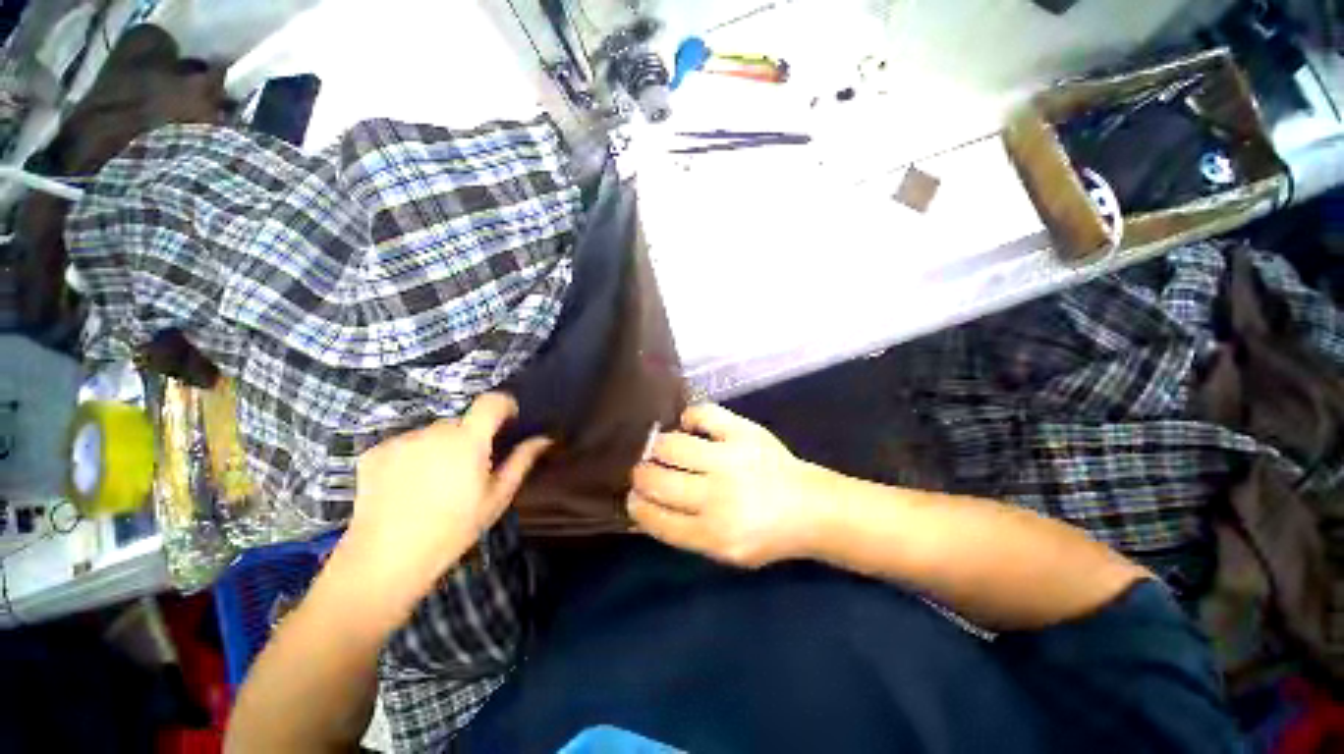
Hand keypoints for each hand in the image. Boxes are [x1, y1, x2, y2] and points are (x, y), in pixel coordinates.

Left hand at [339, 393, 550, 615]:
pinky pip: (406, 443)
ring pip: (433, 432)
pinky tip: (408, 486)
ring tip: (436, 481)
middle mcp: (433, 431)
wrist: (384, 560)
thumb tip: (544, 439)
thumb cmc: (452, 530)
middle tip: (469, 469)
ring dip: (441, 446)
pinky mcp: (374, 452)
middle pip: (461, 421)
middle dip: (471, 436)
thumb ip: (522, 461)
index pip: (491, 401)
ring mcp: (401, 440)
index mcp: (467, 441)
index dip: (504, 405)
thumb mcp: (496, 497)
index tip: (509, 422)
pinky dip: (413, 456)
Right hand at [628, 403, 832, 567]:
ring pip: (671, 445)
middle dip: (641, 475)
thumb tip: (641, 512)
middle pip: (657, 480)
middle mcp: (717, 496)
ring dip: (658, 446)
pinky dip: (690, 417)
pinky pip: (703, 413)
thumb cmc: (765, 534)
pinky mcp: (743, 431)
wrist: (810, 507)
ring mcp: (730, 459)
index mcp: (712, 534)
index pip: (656, 517)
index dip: (637, 506)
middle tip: (643, 471)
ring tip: (661, 448)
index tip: (632, 497)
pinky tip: (689, 426)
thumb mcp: (723, 550)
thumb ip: (682, 532)